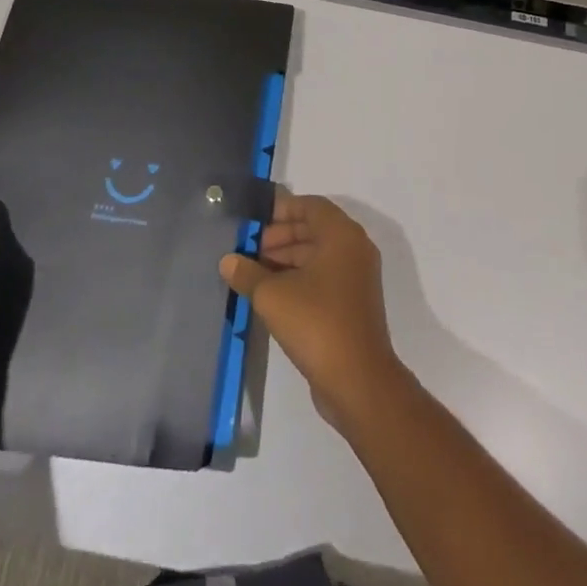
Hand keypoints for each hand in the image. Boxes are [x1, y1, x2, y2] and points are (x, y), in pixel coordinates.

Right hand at [219, 193, 409, 435]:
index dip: (281, 210)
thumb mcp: (273, 296)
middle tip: (248, 250)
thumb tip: (227, 260)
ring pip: (318, 255)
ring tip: (253, 273)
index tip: (253, 222)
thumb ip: (248, 273)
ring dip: (287, 259)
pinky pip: (324, 277)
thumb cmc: (317, 323)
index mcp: (342, 234)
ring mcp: (356, 277)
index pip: (310, 205)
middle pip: (314, 229)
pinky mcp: (353, 302)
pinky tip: (271, 295)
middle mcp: (354, 248)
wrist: (358, 380)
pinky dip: (299, 278)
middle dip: (280, 236)